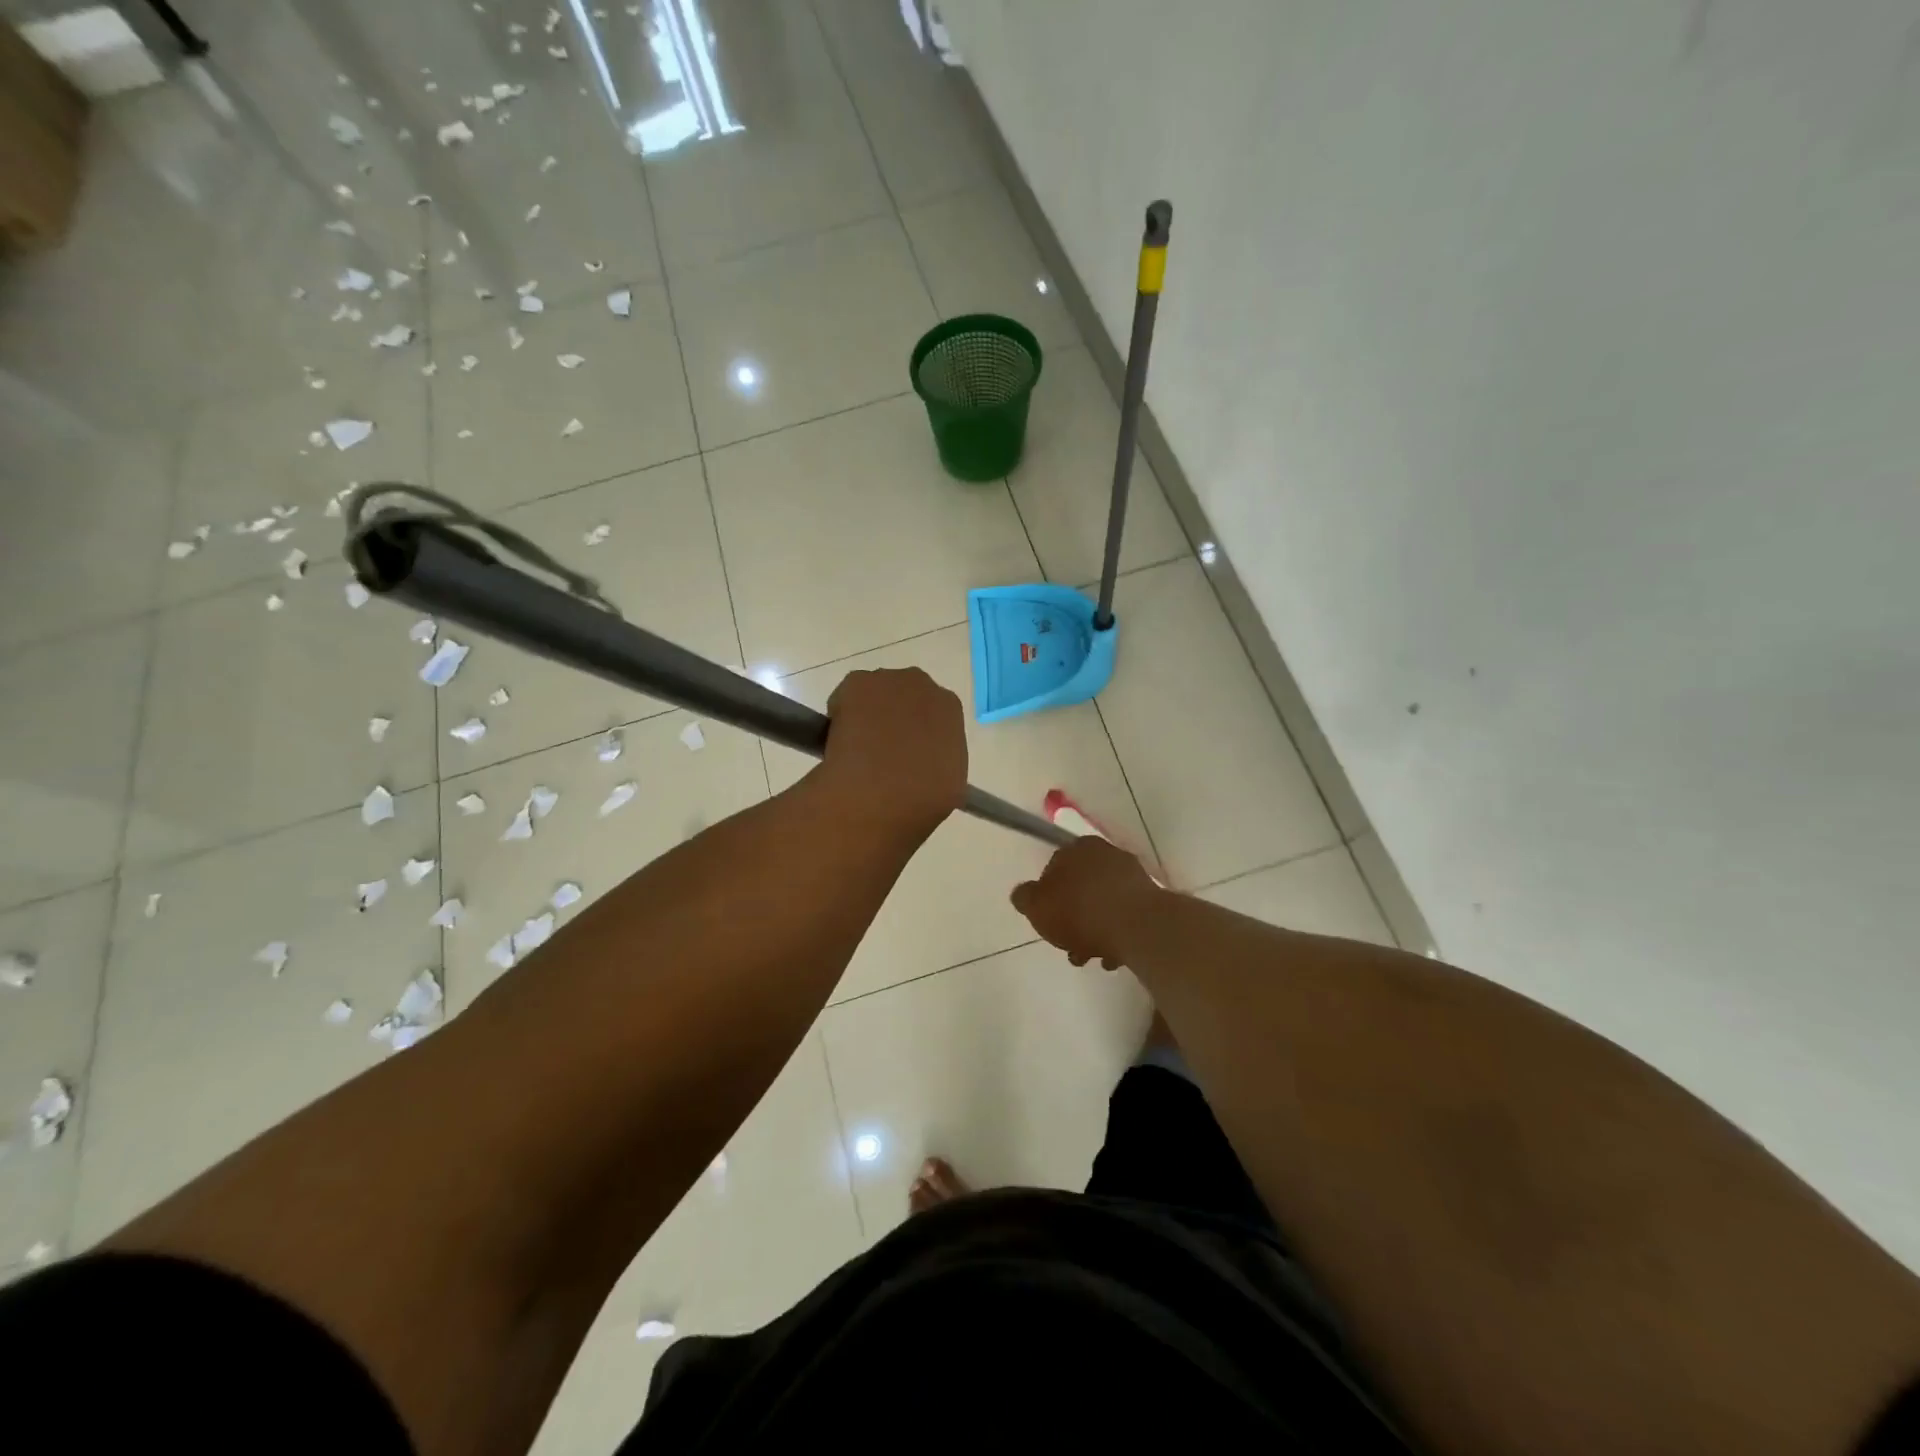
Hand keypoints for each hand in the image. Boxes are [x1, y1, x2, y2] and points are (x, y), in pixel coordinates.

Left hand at [817, 668, 966, 842]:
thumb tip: (924, 767)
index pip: (932, 714)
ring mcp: (886, 680)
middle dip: (893, 717)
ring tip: (856, 751)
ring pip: (874, 696)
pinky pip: (845, 698)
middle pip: (903, 697)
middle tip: (881, 752)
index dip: (917, 733)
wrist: (881, 793)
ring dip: (867, 715)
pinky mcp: (855, 683)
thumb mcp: (949, 784)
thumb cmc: (923, 796)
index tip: (906, 755)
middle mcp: (921, 685)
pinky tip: (840, 743)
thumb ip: (939, 763)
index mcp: (949, 708)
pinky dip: (840, 716)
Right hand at [1011, 836, 1162, 968]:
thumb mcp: (1036, 906)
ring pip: (1104, 903)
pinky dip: (1117, 933)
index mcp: (1077, 848)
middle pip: (1081, 888)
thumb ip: (1025, 898)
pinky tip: (1112, 956)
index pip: (1055, 868)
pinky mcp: (1151, 898)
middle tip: (1069, 944)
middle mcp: (1106, 854)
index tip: (1048, 921)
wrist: (1137, 926)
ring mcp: (1132, 875)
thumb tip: (1023, 894)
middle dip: (1073, 918)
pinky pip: (1126, 915)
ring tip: (1091, 957)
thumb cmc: (1079, 911)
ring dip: (1095, 929)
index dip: (1048, 897)